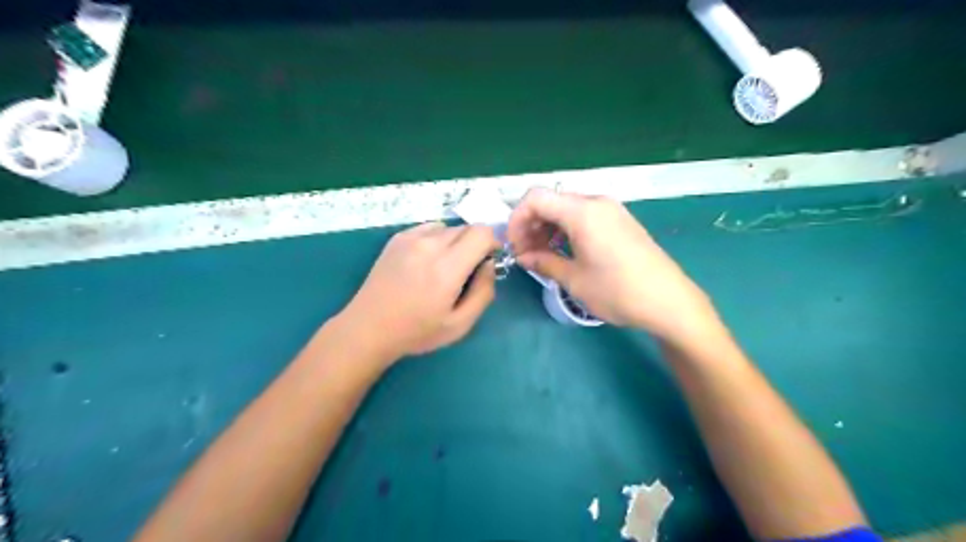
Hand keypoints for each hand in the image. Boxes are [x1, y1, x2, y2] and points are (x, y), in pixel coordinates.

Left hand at [337, 223, 496, 361]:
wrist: (369, 327)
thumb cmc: (417, 331)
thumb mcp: (460, 324)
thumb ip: (483, 292)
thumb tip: (489, 264)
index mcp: (447, 268)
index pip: (482, 233)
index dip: (492, 243)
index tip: (487, 261)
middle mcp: (429, 245)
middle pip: (467, 228)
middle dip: (475, 245)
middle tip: (466, 271)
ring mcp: (410, 238)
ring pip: (449, 227)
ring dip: (456, 242)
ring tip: (444, 267)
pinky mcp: (397, 238)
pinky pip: (429, 229)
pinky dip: (437, 239)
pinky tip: (426, 262)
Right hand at [509, 187, 720, 344]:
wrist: (669, 301)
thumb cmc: (617, 291)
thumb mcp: (574, 279)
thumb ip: (543, 262)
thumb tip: (523, 257)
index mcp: (583, 212)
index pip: (536, 198)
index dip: (517, 219)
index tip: (513, 245)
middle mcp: (596, 202)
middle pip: (551, 201)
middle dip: (531, 224)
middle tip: (526, 253)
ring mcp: (611, 210)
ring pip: (567, 209)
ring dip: (548, 228)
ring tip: (543, 255)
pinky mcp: (620, 221)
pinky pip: (584, 216)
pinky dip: (567, 229)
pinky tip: (565, 251)